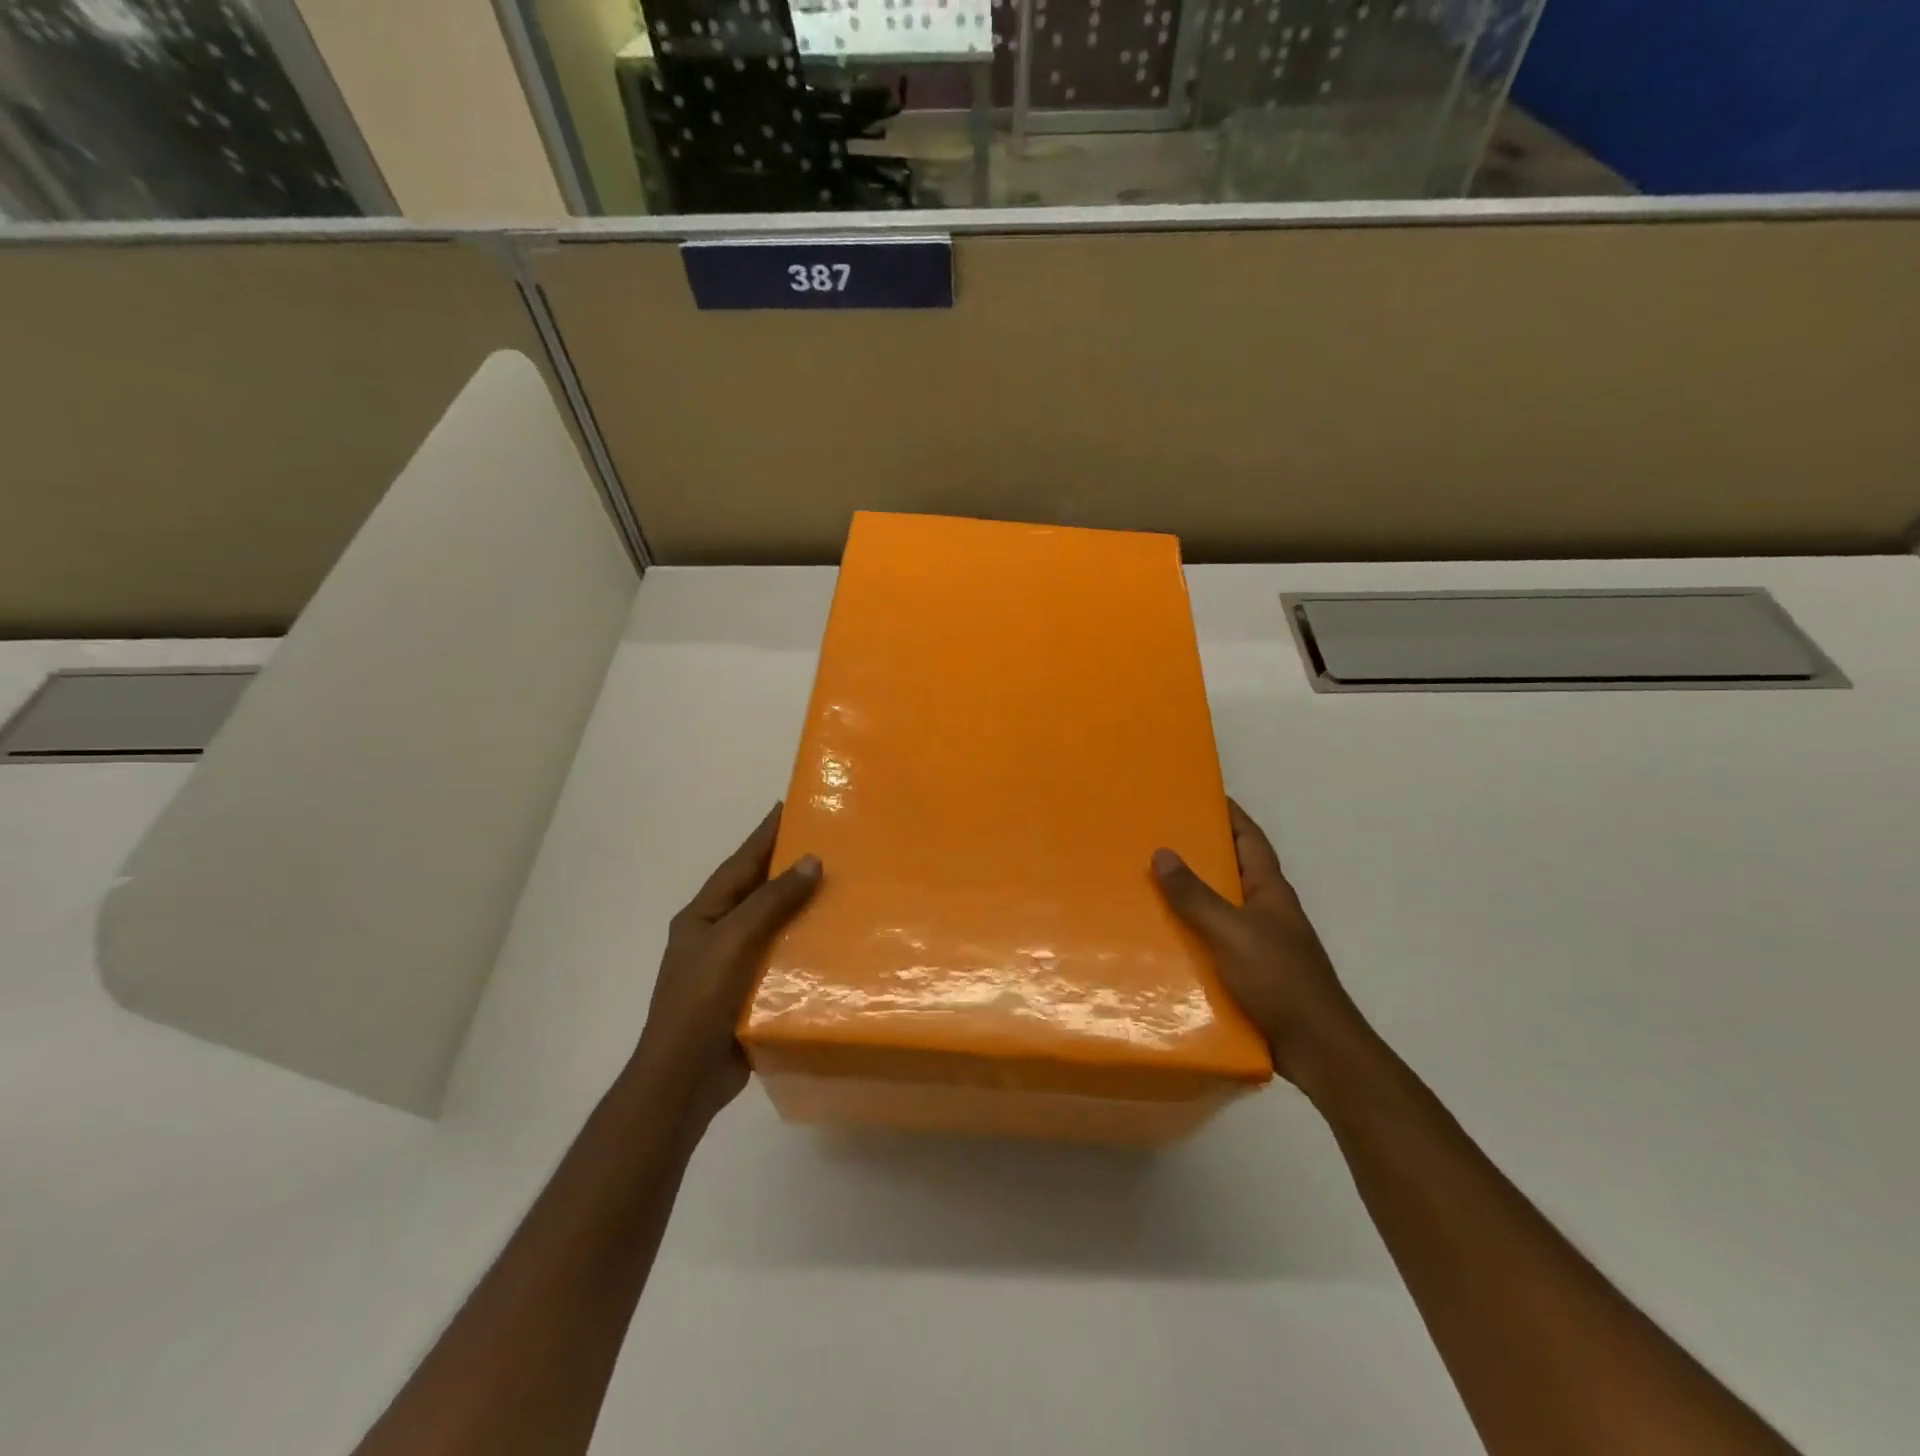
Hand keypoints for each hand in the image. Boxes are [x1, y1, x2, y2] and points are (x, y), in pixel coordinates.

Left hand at [634, 804, 820, 1127]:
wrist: (683, 1080)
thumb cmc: (699, 1002)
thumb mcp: (733, 942)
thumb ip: (771, 903)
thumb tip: (810, 861)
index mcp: (704, 915)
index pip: (741, 863)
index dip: (765, 834)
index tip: (791, 806)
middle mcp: (717, 934)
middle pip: (758, 890)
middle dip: (789, 867)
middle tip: (830, 843)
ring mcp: (733, 965)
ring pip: (773, 924)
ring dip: (802, 906)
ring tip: (842, 887)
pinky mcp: (750, 993)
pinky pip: (782, 957)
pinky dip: (805, 945)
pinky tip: (834, 940)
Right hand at [1152, 799, 1368, 1088]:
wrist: (1317, 1050)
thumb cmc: (1280, 981)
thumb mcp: (1232, 933)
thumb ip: (1196, 896)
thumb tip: (1162, 853)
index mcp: (1270, 890)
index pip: (1249, 838)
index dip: (1229, 813)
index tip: (1199, 792)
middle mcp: (1266, 910)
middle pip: (1231, 869)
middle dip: (1200, 851)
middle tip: (1156, 836)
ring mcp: (1259, 942)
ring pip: (1220, 906)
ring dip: (1191, 895)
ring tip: (1147, 883)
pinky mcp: (1249, 972)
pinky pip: (1213, 941)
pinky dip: (1191, 933)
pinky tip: (1162, 938)